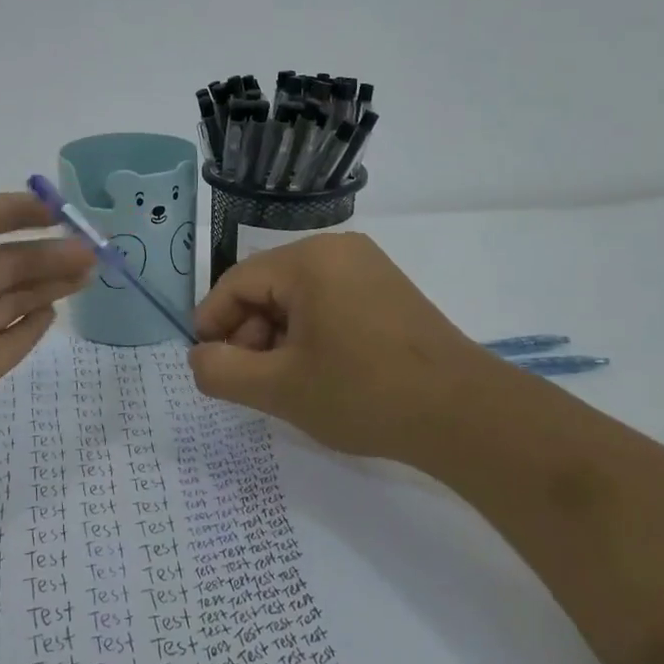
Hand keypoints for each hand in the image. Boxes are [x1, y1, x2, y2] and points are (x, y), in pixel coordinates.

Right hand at [188, 232, 522, 460]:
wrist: (464, 414)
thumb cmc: (364, 393)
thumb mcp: (280, 388)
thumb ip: (222, 371)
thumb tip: (199, 356)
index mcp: (309, 260)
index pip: (236, 282)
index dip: (212, 323)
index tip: (206, 364)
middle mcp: (338, 250)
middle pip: (267, 286)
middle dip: (248, 334)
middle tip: (250, 382)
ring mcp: (368, 267)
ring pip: (297, 297)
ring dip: (277, 337)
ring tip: (284, 383)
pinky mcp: (387, 290)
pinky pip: (329, 302)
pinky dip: (310, 334)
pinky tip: (317, 372)